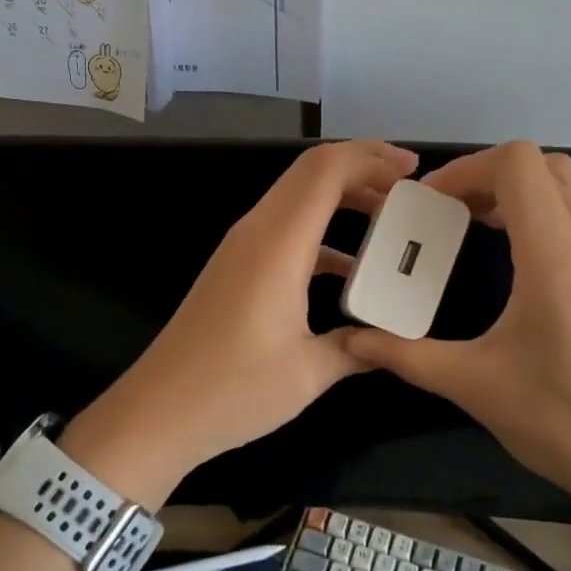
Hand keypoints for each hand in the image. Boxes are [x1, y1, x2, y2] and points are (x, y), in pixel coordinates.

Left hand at [64, 141, 419, 501]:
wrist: (157, 412)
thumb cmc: (232, 390)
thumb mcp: (308, 372)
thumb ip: (358, 347)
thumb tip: (389, 342)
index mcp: (278, 242)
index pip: (326, 170)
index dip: (371, 158)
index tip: (413, 171)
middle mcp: (257, 230)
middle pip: (312, 171)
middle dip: (363, 168)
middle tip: (409, 188)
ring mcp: (243, 246)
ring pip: (298, 197)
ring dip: (343, 197)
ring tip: (388, 219)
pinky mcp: (236, 266)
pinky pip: (287, 228)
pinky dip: (323, 231)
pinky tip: (351, 269)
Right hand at [343, 141, 570, 514]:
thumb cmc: (567, 424)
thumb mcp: (476, 386)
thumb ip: (408, 356)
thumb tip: (353, 343)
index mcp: (559, 257)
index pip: (517, 164)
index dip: (467, 168)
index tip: (431, 201)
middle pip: (545, 165)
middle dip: (491, 174)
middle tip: (450, 208)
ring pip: (568, 188)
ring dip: (520, 192)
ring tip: (475, 224)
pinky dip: (544, 214)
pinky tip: (517, 258)